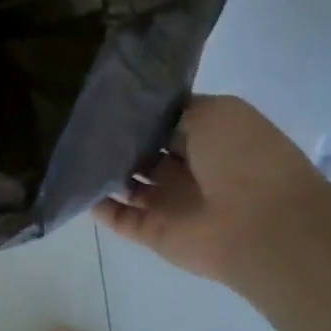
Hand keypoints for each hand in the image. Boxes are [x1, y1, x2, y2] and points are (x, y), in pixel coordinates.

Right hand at [93, 96, 330, 288]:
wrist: (261, 225)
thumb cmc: (243, 159)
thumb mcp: (214, 112)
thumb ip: (175, 111)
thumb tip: (140, 117)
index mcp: (208, 137)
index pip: (164, 122)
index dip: (136, 112)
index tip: (101, 99)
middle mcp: (187, 169)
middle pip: (141, 152)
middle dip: (114, 139)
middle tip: (76, 122)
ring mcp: (168, 202)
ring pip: (125, 184)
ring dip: (101, 170)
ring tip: (68, 150)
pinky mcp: (152, 231)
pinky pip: (117, 216)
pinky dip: (95, 204)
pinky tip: (71, 184)